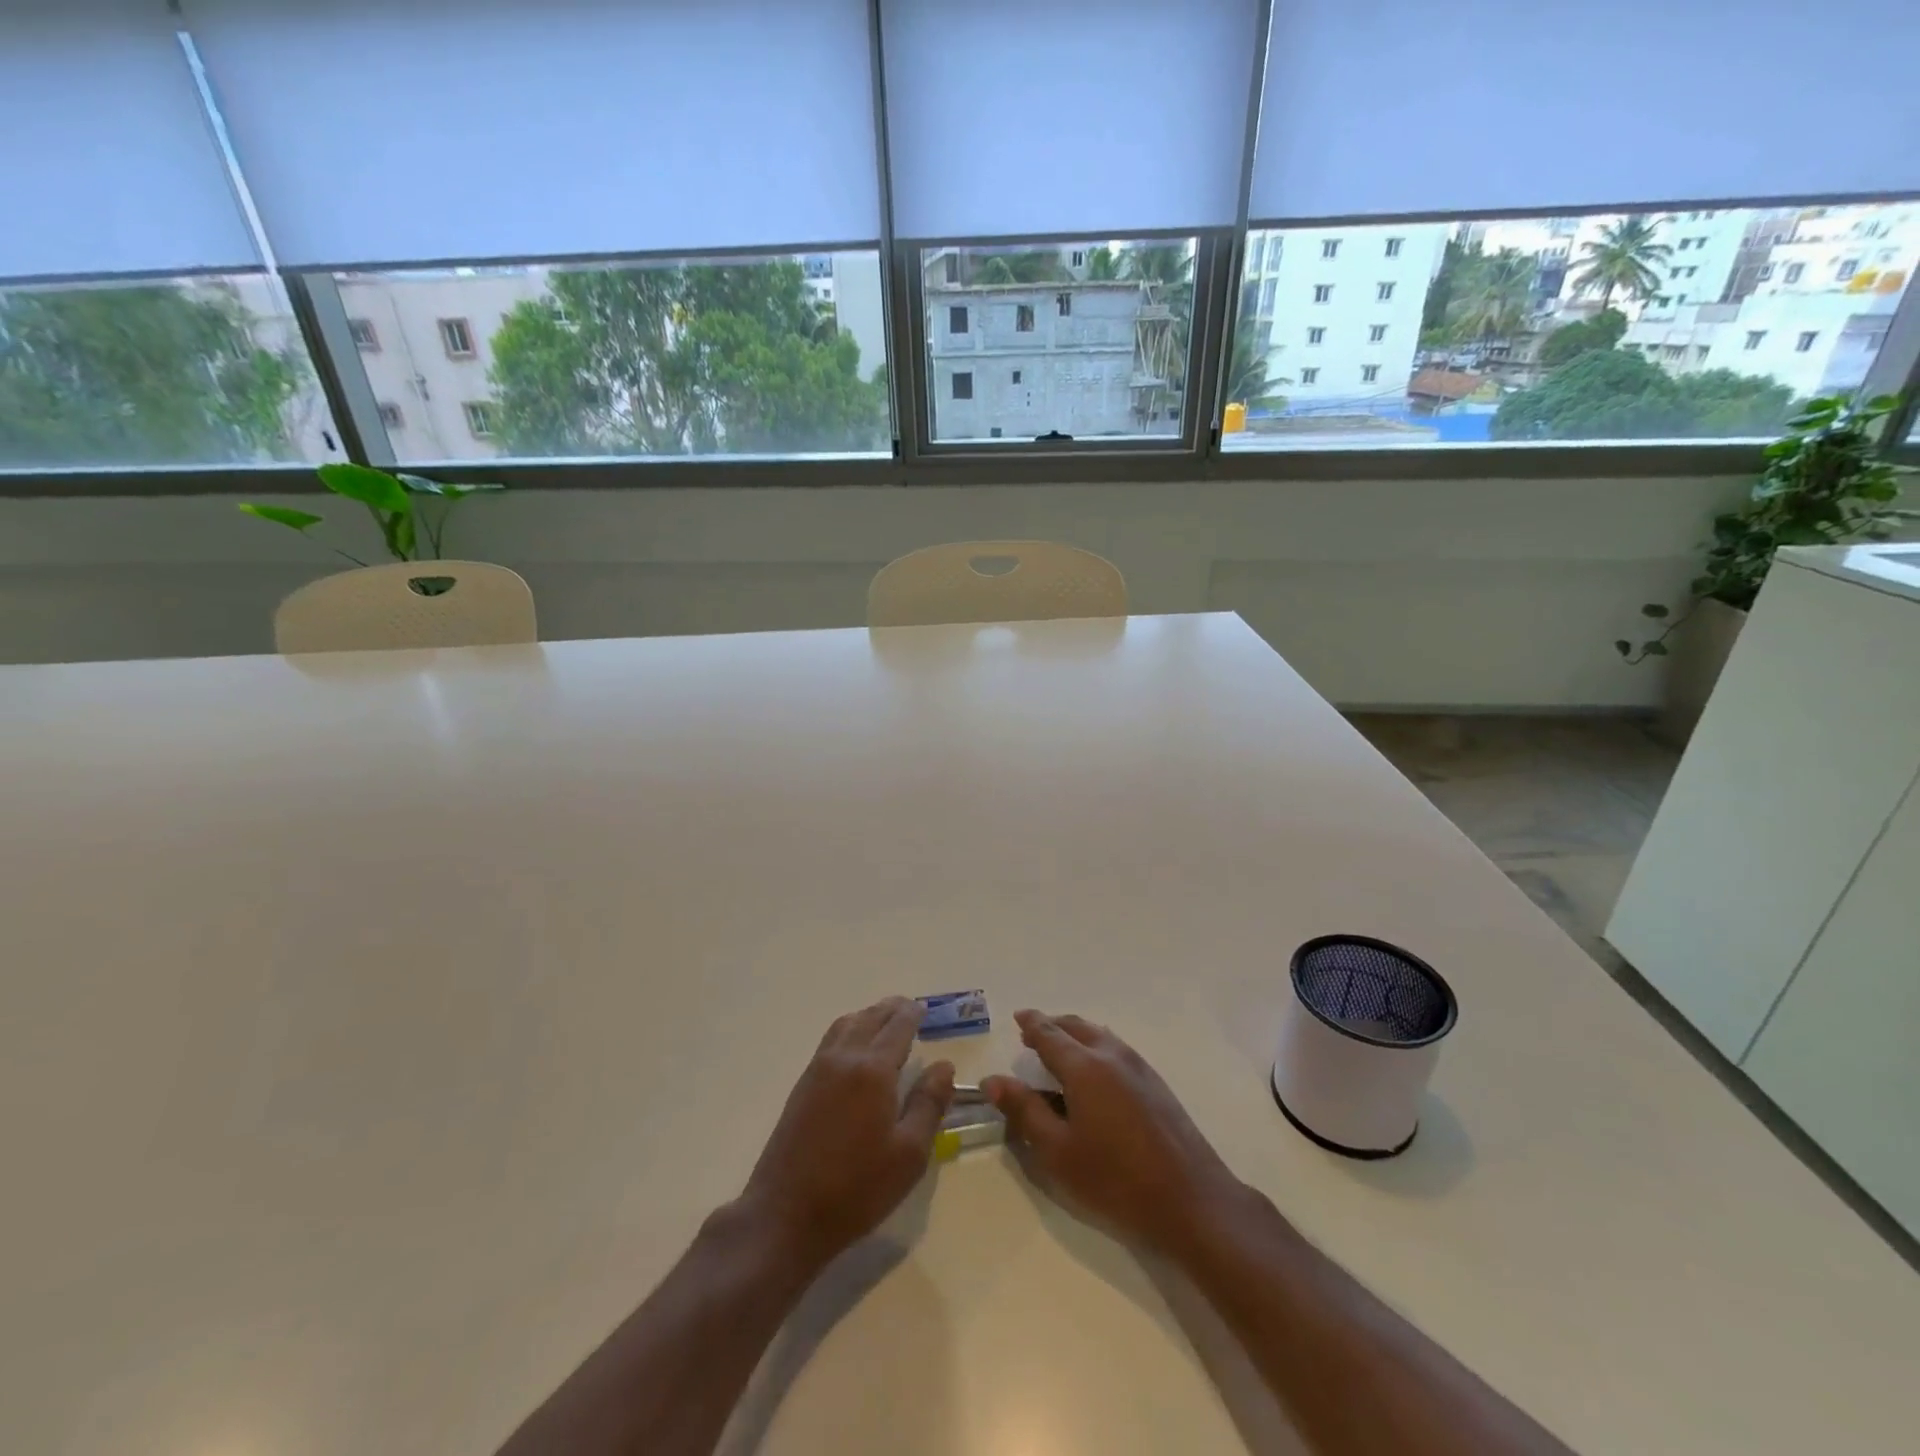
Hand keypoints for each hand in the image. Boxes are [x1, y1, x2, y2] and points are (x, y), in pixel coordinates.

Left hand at [739, 997, 954, 1267]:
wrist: (786, 1214)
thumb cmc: (856, 1188)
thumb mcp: (909, 1154)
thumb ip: (929, 1104)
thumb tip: (944, 1066)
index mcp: (873, 1070)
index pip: (898, 1027)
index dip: (913, 1014)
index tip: (925, 1008)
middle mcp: (845, 1058)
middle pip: (871, 1018)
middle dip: (892, 1009)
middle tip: (909, 1008)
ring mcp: (818, 1069)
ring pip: (847, 1024)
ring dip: (869, 1015)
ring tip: (885, 1021)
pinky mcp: (802, 1085)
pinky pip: (831, 1040)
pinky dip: (850, 1029)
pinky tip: (855, 1047)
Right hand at [983, 1010, 1242, 1254]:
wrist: (1191, 1201)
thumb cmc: (1115, 1180)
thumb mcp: (1057, 1151)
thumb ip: (1024, 1110)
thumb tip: (993, 1079)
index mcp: (1084, 1066)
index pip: (1050, 1034)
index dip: (1031, 1024)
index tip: (1018, 1017)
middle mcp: (1111, 1055)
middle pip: (1077, 1027)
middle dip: (1053, 1025)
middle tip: (1033, 1034)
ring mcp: (1139, 1067)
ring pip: (1100, 1036)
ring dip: (1076, 1034)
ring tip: (1062, 1049)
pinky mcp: (1157, 1084)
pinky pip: (1117, 1050)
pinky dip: (1097, 1047)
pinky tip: (1095, 1071)